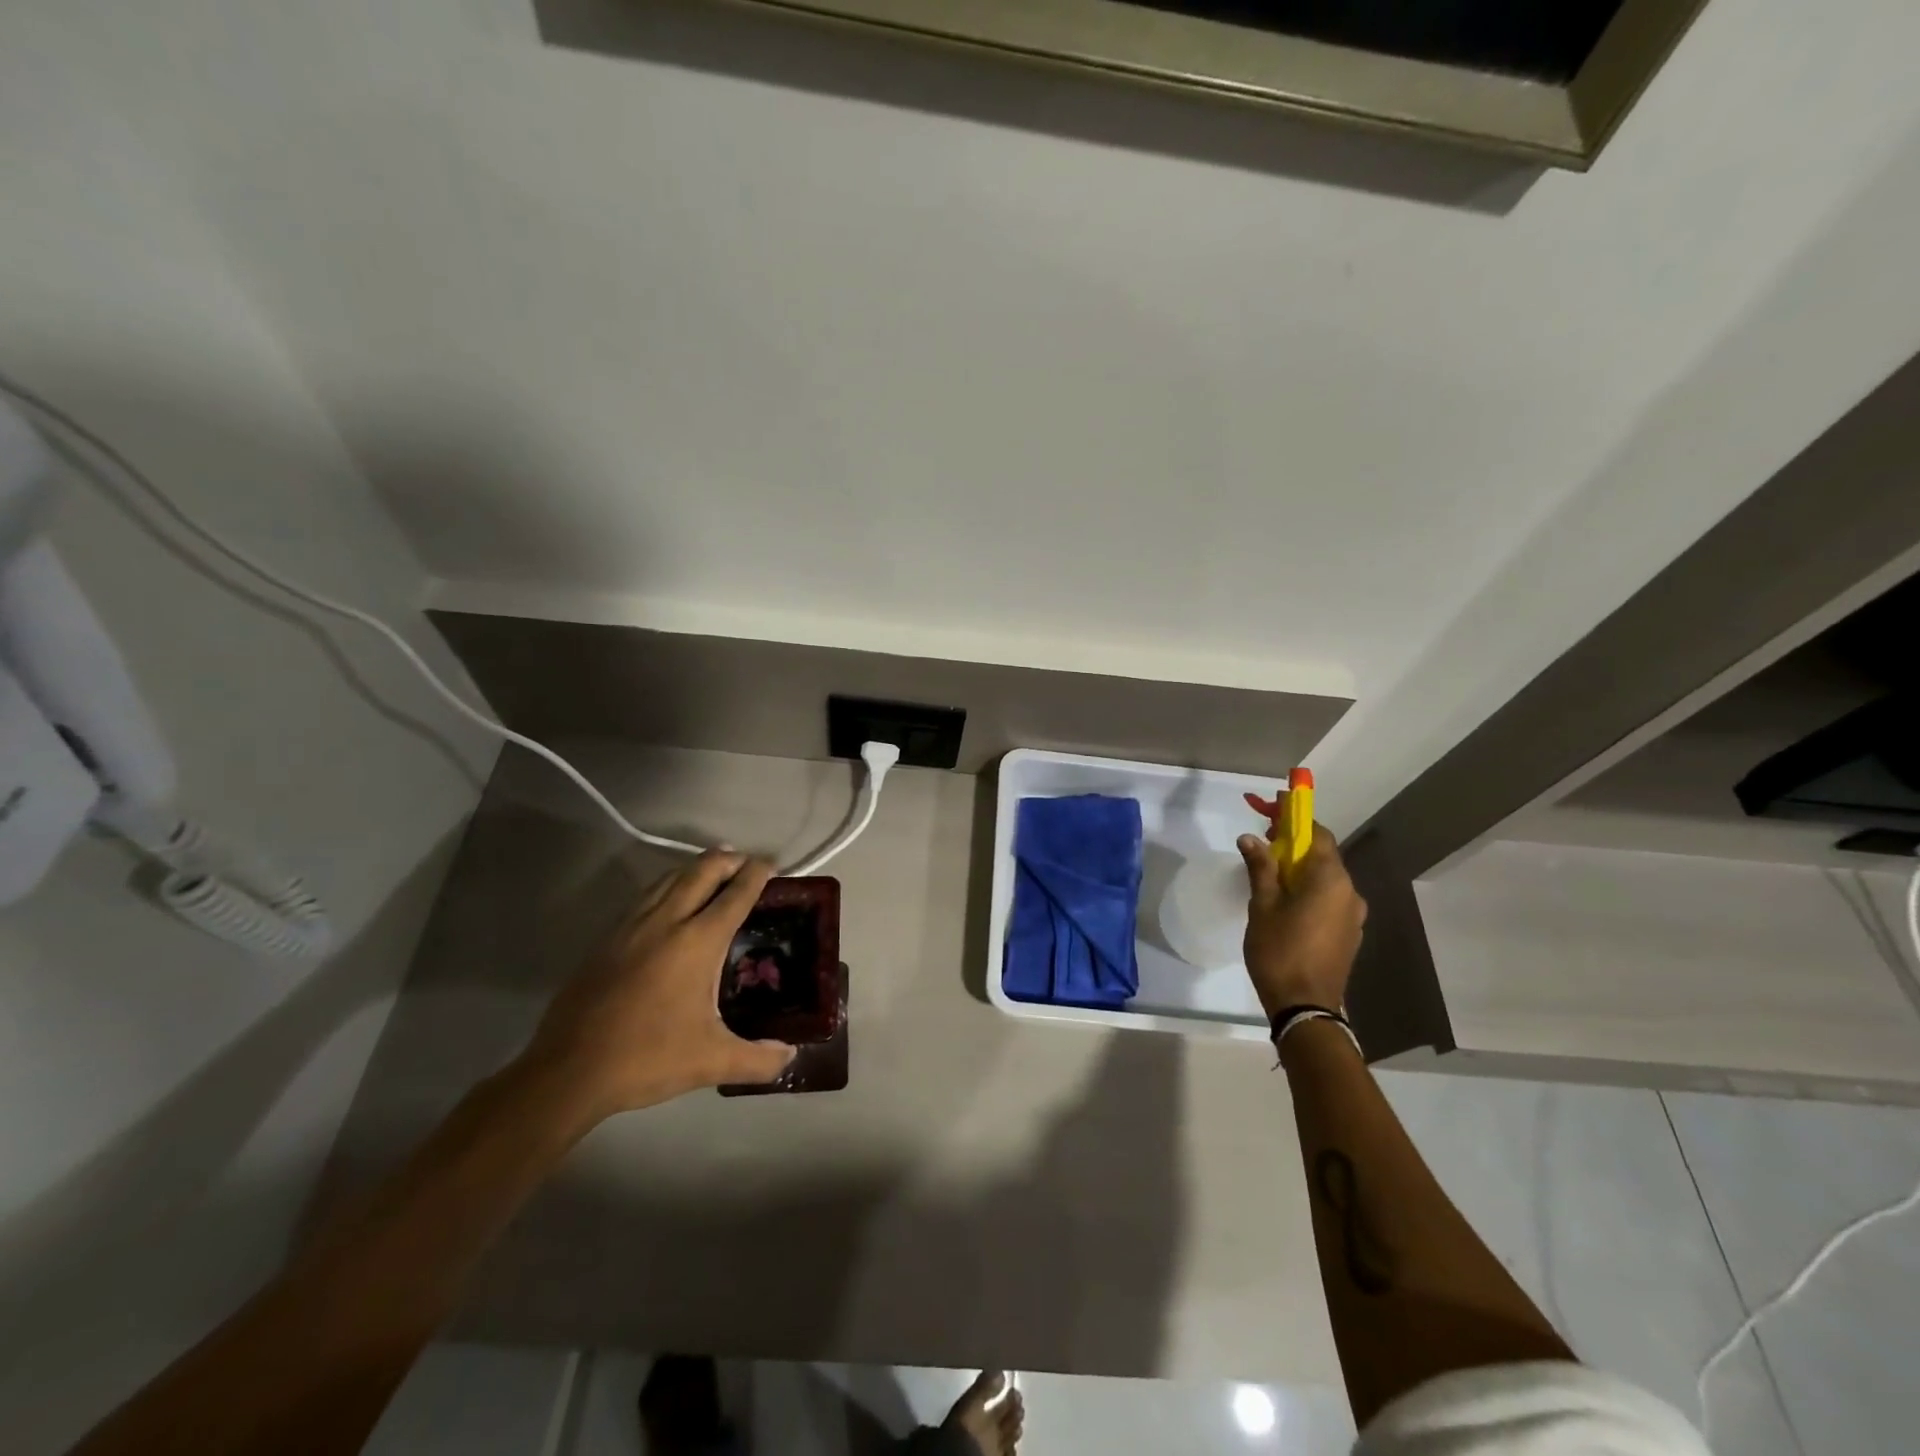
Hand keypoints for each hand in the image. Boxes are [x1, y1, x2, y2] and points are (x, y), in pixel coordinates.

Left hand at [518, 850, 796, 1124]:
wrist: (568, 1071)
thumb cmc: (647, 1058)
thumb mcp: (712, 1062)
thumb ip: (758, 1059)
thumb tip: (790, 1056)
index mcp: (697, 942)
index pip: (735, 894)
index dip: (756, 874)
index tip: (772, 864)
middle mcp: (666, 922)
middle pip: (701, 872)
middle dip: (727, 860)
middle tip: (746, 862)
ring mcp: (631, 927)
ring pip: (669, 878)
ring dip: (695, 868)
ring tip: (712, 870)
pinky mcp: (607, 939)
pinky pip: (645, 896)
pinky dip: (667, 886)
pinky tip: (669, 901)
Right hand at [1237, 820, 1367, 1015]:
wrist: (1305, 1006)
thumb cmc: (1280, 950)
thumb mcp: (1263, 905)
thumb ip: (1260, 867)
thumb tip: (1250, 837)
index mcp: (1331, 879)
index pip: (1318, 834)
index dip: (1295, 821)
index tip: (1271, 817)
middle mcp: (1350, 892)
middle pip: (1323, 857)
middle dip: (1295, 847)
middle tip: (1264, 848)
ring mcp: (1353, 915)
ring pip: (1327, 880)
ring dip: (1302, 872)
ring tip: (1271, 879)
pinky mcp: (1350, 934)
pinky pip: (1331, 900)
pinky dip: (1311, 892)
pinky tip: (1287, 905)